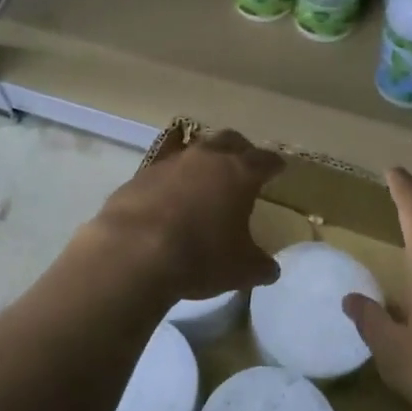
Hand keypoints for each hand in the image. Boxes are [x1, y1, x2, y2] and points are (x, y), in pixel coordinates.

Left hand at [87, 129, 283, 303]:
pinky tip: (169, 197)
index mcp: (239, 173)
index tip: (278, 168)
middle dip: (240, 149)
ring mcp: (169, 163)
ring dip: (202, 161)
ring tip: (205, 179)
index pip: (265, 160)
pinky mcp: (139, 176)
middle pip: (229, 140)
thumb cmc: (200, 257)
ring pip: (193, 150)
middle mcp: (206, 158)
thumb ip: (260, 265)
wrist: (133, 253)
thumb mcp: (241, 270)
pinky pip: (162, 170)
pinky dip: (171, 180)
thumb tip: (270, 268)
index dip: (274, 165)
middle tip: (244, 163)